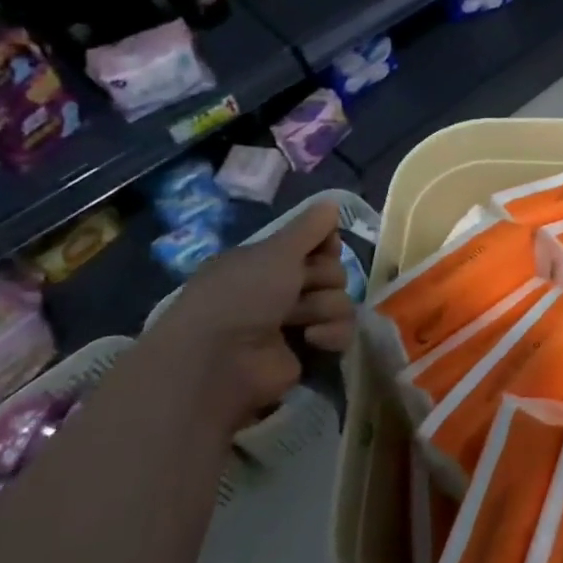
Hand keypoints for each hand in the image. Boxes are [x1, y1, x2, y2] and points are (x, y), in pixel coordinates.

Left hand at [145, 201, 356, 427]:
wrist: (220, 360)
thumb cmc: (242, 296)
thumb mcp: (275, 251)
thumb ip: (308, 227)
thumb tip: (331, 202)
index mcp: (266, 262)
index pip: (316, 245)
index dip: (325, 246)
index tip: (323, 248)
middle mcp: (280, 290)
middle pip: (333, 273)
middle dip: (322, 279)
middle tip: (300, 287)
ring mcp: (295, 323)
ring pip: (340, 303)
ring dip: (324, 308)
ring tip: (298, 320)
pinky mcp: (309, 353)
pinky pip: (341, 333)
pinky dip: (330, 335)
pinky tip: (310, 340)